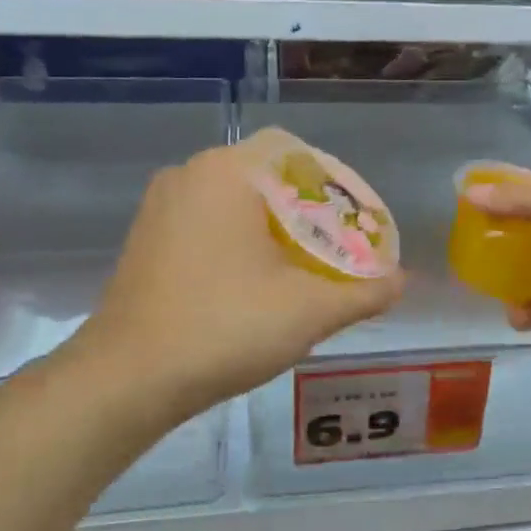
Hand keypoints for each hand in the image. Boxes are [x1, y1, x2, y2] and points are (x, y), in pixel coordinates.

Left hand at [77, 128, 404, 421]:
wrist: (127, 379)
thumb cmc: (224, 327)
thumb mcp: (309, 310)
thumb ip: (365, 292)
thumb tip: (403, 281)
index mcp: (227, 172)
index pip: (294, 151)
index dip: (332, 182)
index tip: (354, 220)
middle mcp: (189, 174)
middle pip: (266, 176)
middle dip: (306, 210)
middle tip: (336, 248)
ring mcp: (160, 206)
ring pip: (234, 201)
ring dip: (271, 226)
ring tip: (302, 267)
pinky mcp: (145, 238)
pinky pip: (206, 222)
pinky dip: (237, 240)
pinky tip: (253, 283)